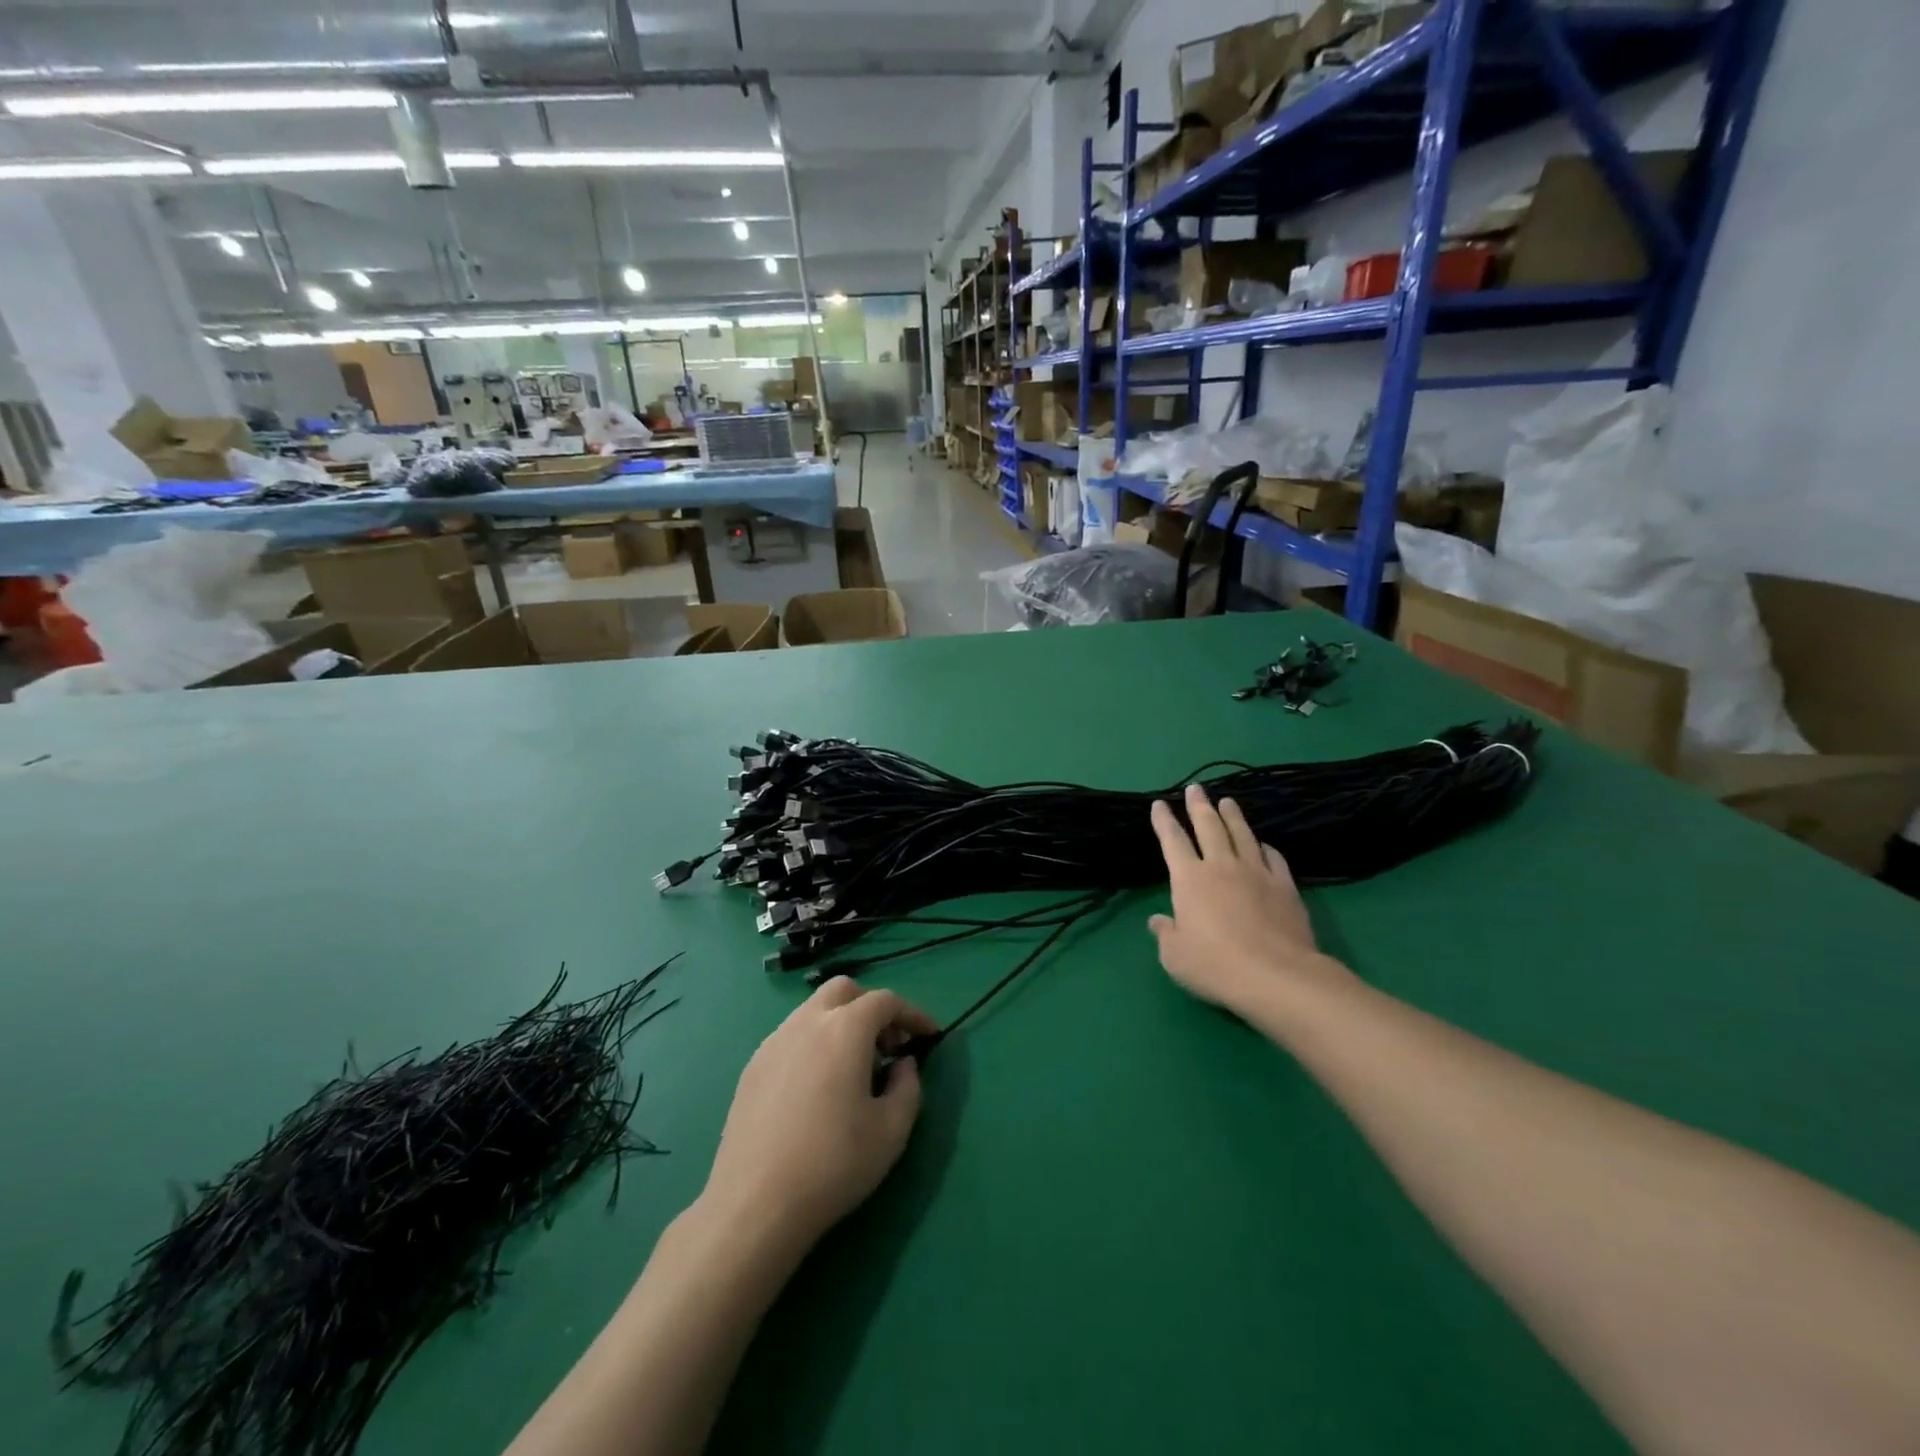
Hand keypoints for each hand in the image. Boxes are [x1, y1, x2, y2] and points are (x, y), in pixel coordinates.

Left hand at [700, 978, 939, 1253]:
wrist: (755, 1204)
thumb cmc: (833, 1163)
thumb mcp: (892, 1131)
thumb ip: (908, 1086)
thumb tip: (903, 1064)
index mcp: (844, 1029)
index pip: (885, 1001)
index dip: (912, 1014)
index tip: (929, 1036)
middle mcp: (807, 1022)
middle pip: (843, 991)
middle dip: (871, 1008)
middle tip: (887, 1047)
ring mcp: (774, 1042)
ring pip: (813, 1011)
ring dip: (840, 1025)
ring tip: (853, 1070)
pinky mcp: (752, 1067)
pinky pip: (791, 1037)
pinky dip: (814, 1045)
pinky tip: (818, 1088)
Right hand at [1149, 785, 1351, 1014]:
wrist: (1277, 976)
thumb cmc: (1216, 966)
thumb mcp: (1175, 957)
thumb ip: (1166, 934)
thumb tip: (1159, 921)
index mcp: (1189, 879)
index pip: (1172, 841)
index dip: (1164, 820)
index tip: (1159, 804)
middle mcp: (1222, 867)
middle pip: (1209, 826)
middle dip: (1199, 805)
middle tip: (1196, 788)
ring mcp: (1257, 873)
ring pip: (1242, 834)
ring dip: (1233, 816)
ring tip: (1228, 802)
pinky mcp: (1285, 887)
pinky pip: (1273, 857)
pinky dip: (1264, 846)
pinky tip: (1263, 843)